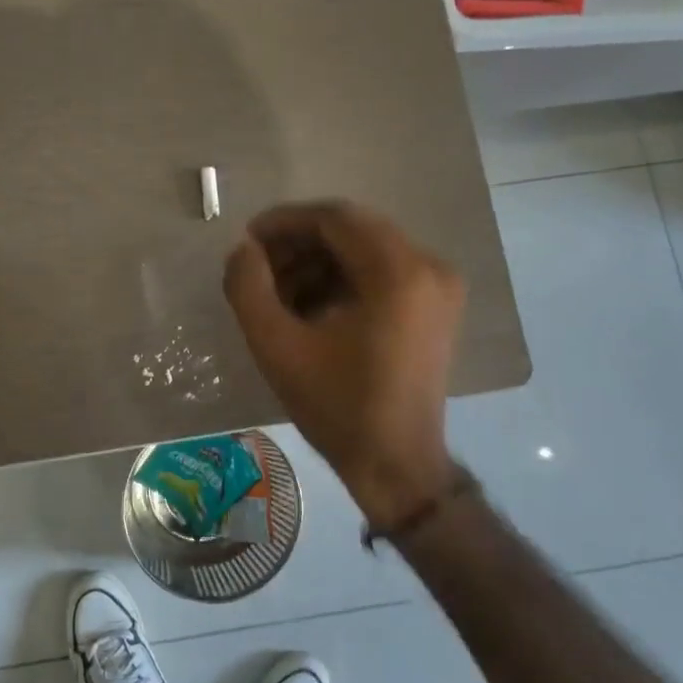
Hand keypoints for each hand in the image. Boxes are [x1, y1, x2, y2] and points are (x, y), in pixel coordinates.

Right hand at [223, 200, 463, 530]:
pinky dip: (343, 279)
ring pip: (366, 249)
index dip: (285, 222)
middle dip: (299, 243)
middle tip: (258, 268)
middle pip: (353, 230)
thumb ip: (248, 288)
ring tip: (278, 293)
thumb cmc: (337, 407)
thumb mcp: (277, 347)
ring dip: (319, 262)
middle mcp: (428, 267)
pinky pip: (382, 271)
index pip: (335, 218)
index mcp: (398, 272)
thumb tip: (243, 249)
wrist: (395, 464)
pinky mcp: (436, 306)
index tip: (247, 239)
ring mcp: (439, 286)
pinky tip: (310, 306)